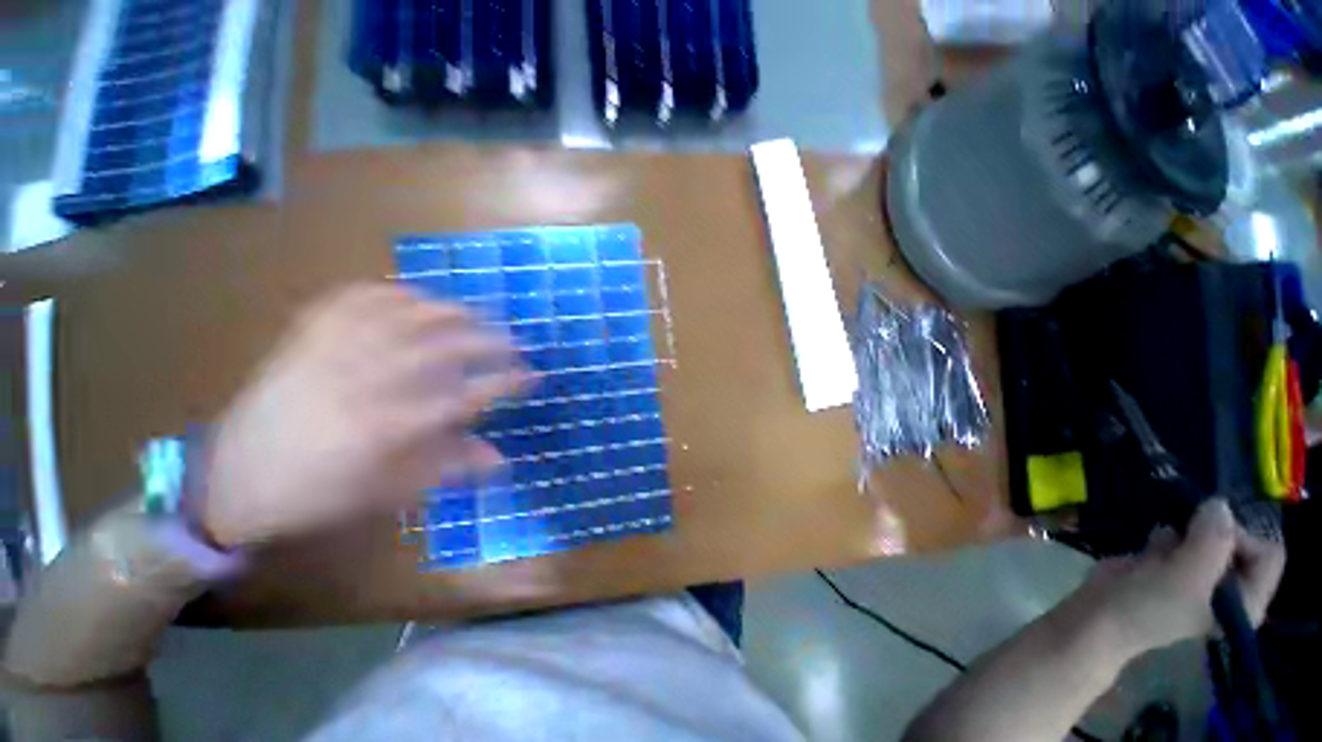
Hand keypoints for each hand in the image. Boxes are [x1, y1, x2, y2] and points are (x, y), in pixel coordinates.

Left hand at [195, 283, 531, 547]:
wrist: (233, 480)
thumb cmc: (318, 493)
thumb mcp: (389, 491)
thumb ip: (449, 467)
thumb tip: (501, 458)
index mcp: (386, 427)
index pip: (466, 396)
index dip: (507, 383)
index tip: (533, 377)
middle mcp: (364, 382)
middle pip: (443, 348)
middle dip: (490, 342)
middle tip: (515, 343)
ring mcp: (332, 354)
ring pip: (403, 316)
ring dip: (449, 310)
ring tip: (476, 314)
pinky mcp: (307, 338)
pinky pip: (353, 301)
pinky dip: (389, 292)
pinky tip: (412, 297)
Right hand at [1072, 499, 1286, 658]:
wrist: (1099, 614)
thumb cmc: (1151, 605)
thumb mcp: (1187, 576)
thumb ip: (1213, 540)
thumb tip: (1220, 503)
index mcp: (1247, 601)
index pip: (1267, 554)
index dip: (1241, 538)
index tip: (1207, 536)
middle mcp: (1231, 587)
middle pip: (1239, 541)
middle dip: (1211, 529)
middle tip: (1184, 534)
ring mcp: (1200, 574)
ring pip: (1209, 535)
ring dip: (1188, 528)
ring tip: (1166, 542)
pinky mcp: (1172, 564)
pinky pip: (1183, 537)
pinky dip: (1170, 531)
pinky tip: (1153, 541)